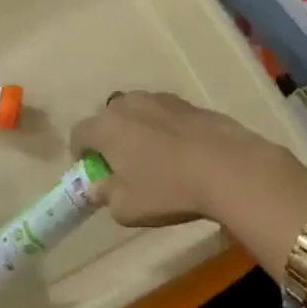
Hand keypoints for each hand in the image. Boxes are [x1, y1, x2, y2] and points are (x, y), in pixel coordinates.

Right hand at [71, 91, 306, 227]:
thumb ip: (106, 195)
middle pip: (108, 118)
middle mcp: (129, 104)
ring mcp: (160, 99)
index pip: (78, 133)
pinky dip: (165, 130)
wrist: (227, 167)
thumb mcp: (126, 208)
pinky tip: (181, 154)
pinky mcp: (189, 104)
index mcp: (106, 126)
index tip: (92, 172)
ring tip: (154, 159)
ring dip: (138, 131)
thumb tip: (99, 188)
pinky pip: (165, 115)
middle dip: (109, 139)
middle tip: (122, 166)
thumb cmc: (167, 189)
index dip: (80, 154)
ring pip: (138, 113)